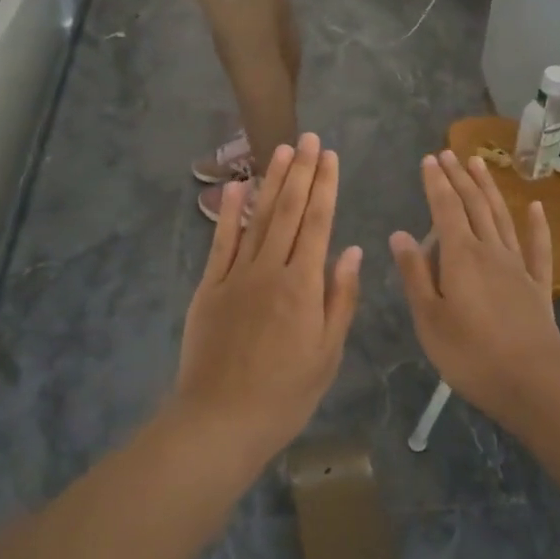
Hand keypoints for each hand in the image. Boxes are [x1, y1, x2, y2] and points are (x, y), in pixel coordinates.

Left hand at [174, 134, 363, 463]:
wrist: (221, 420)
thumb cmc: (285, 394)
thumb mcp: (327, 353)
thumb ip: (340, 298)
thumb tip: (351, 250)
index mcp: (303, 285)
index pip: (318, 223)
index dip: (325, 186)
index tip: (330, 156)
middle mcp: (270, 269)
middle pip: (289, 211)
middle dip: (301, 172)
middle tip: (308, 138)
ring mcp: (235, 275)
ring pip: (258, 218)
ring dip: (271, 182)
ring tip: (281, 150)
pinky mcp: (209, 287)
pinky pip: (222, 242)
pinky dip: (230, 213)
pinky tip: (238, 188)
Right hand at [390, 151, 559, 425]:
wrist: (533, 382)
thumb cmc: (470, 354)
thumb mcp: (429, 318)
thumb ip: (415, 274)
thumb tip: (400, 234)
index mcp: (460, 257)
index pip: (445, 210)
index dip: (436, 183)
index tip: (429, 159)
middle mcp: (490, 251)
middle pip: (473, 206)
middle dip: (459, 178)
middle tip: (449, 153)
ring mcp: (518, 267)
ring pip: (501, 218)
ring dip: (489, 189)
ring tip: (479, 164)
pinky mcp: (538, 286)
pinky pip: (538, 248)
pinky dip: (536, 225)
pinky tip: (535, 207)